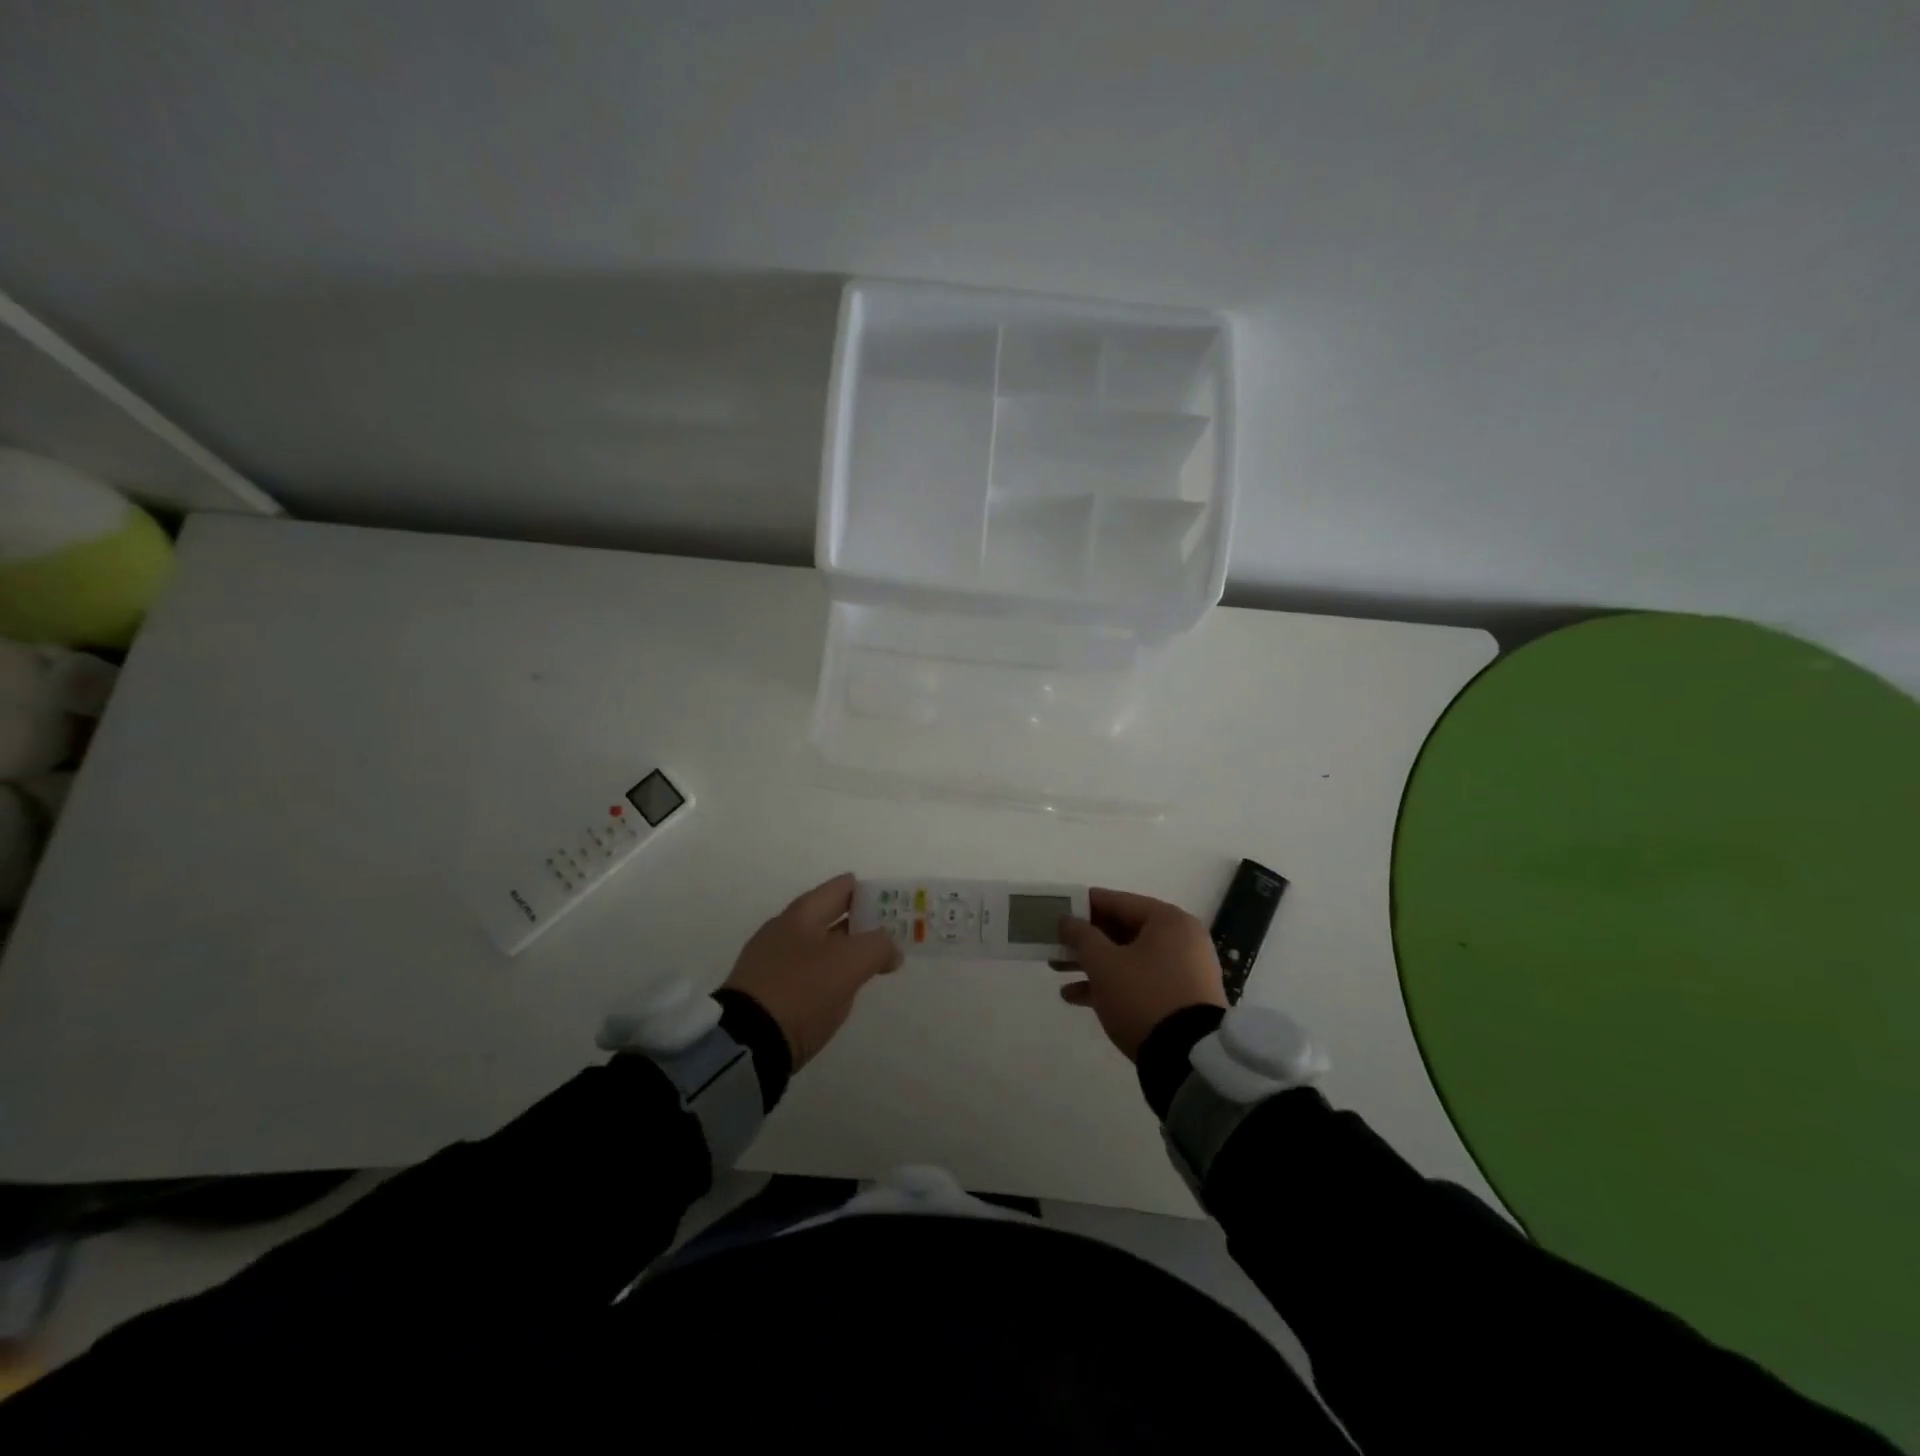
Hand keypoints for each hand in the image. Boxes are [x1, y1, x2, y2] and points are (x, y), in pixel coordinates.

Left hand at [723, 873, 901, 1069]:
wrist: (747, 1042)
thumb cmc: (802, 991)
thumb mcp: (849, 963)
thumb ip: (878, 947)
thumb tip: (890, 950)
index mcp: (803, 913)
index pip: (842, 888)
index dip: (870, 892)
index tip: (895, 905)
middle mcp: (785, 929)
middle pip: (831, 916)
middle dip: (862, 922)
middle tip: (892, 933)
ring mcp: (773, 960)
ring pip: (820, 945)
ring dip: (846, 950)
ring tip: (872, 962)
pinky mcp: (769, 990)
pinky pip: (808, 971)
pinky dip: (829, 973)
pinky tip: (841, 988)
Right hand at [1056, 888, 1225, 1060]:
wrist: (1187, 1059)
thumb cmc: (1143, 997)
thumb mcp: (1104, 963)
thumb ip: (1081, 936)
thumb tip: (1067, 920)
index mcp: (1168, 921)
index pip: (1118, 902)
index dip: (1083, 905)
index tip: (1057, 910)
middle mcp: (1180, 940)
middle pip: (1122, 930)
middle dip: (1085, 939)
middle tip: (1054, 942)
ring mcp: (1182, 971)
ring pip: (1128, 957)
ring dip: (1092, 963)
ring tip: (1056, 969)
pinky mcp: (1178, 999)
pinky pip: (1138, 981)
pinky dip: (1110, 984)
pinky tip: (1074, 997)